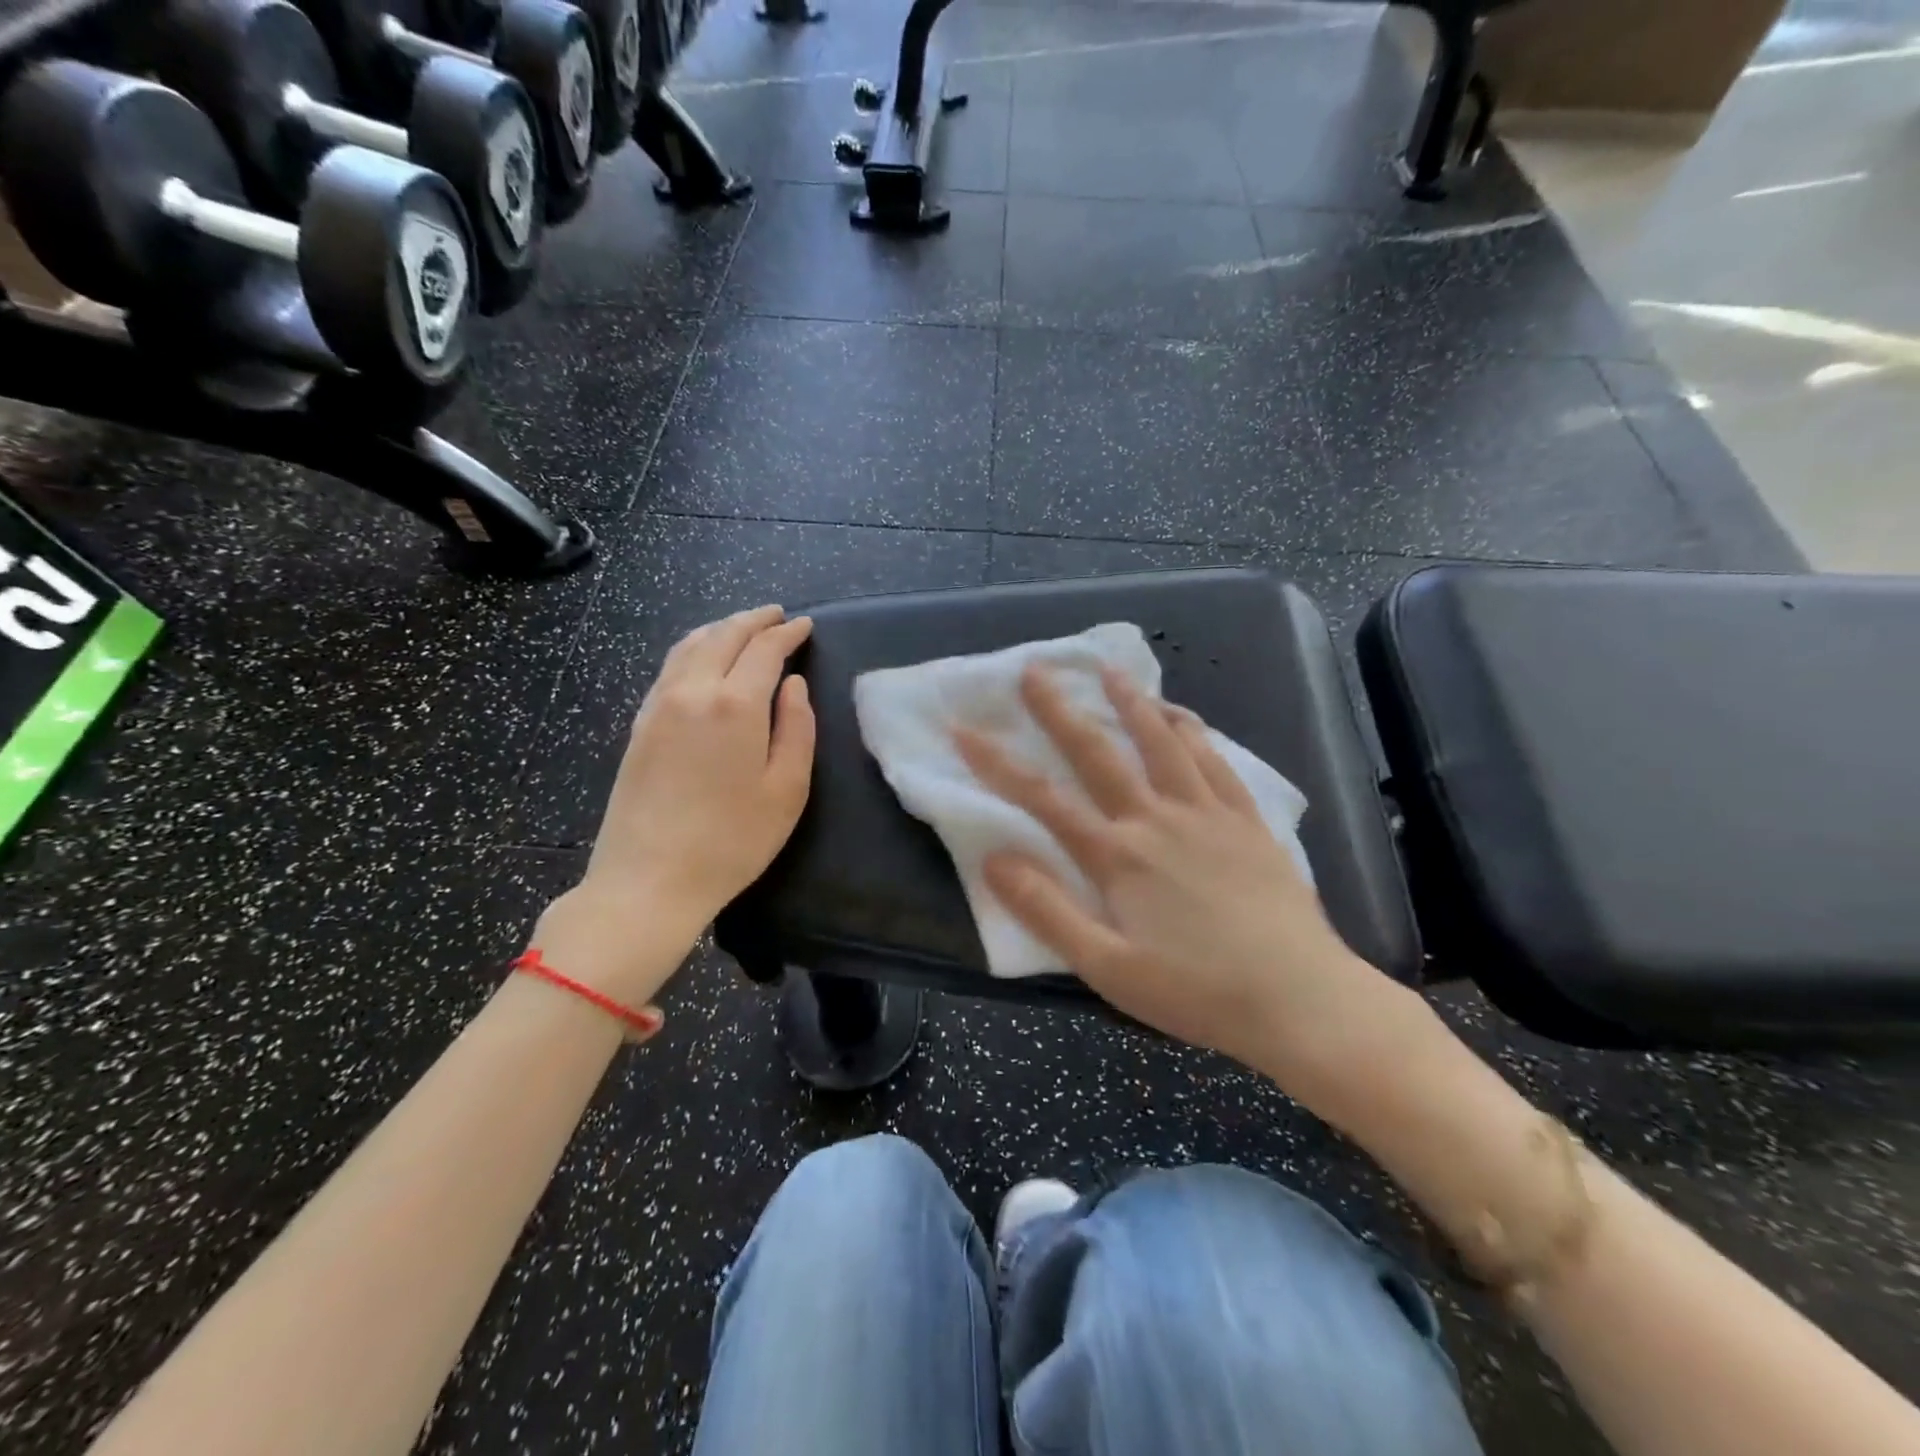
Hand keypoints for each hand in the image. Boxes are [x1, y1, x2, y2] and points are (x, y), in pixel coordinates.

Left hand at [534, 606, 815, 1006]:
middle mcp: (692, 692)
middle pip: (723, 636)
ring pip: (689, 646)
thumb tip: (793, 685)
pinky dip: (693, 649)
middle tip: (777, 615)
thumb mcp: (786, 790)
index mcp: (735, 705)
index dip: (787, 633)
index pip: (764, 650)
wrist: (648, 881)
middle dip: (753, 620)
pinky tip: (702, 658)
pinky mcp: (639, 725)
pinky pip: (669, 668)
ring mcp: (658, 706)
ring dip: (720, 629)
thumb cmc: (732, 841)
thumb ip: (797, 728)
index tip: (805, 625)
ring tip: (742, 627)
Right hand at [956, 665, 1415, 1096]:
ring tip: (1109, 670)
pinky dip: (1193, 731)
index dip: (997, 762)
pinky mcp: (1246, 820)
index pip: (1043, 798)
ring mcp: (1206, 813)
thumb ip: (1047, 911)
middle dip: (1059, 709)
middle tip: (1035, 669)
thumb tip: (994, 859)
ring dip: (1131, 702)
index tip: (963, 728)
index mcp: (1117, 856)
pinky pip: (1214, 762)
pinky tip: (1182, 715)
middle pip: (1098, 752)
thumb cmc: (1197, 991)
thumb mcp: (1107, 968)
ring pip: (1161, 742)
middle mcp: (1156, 818)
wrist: (1301, 999)